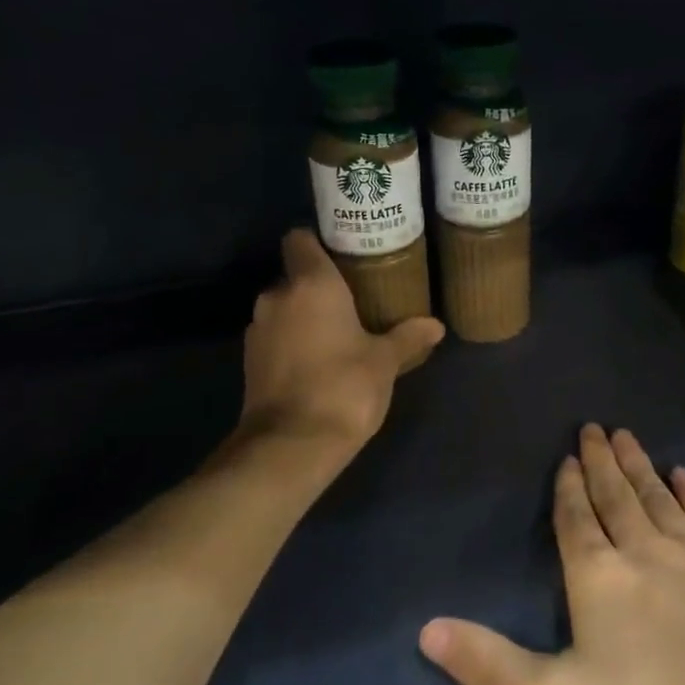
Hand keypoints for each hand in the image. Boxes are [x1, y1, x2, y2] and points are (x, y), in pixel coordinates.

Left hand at [238, 229, 444, 453]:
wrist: (291, 445)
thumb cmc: (344, 388)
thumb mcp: (385, 362)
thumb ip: (408, 337)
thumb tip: (436, 325)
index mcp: (311, 284)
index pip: (300, 239)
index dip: (319, 242)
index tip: (344, 255)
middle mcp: (277, 297)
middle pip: (295, 276)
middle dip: (320, 287)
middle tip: (354, 301)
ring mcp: (258, 329)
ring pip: (284, 308)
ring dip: (305, 317)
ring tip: (338, 335)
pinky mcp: (249, 360)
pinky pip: (276, 336)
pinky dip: (292, 342)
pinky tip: (318, 363)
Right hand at [419, 425, 684, 684]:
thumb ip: (491, 663)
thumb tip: (424, 628)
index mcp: (600, 577)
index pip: (576, 519)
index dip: (567, 488)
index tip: (566, 457)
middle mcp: (648, 550)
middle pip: (618, 496)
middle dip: (602, 462)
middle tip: (595, 427)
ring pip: (661, 497)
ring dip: (642, 467)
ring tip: (629, 438)